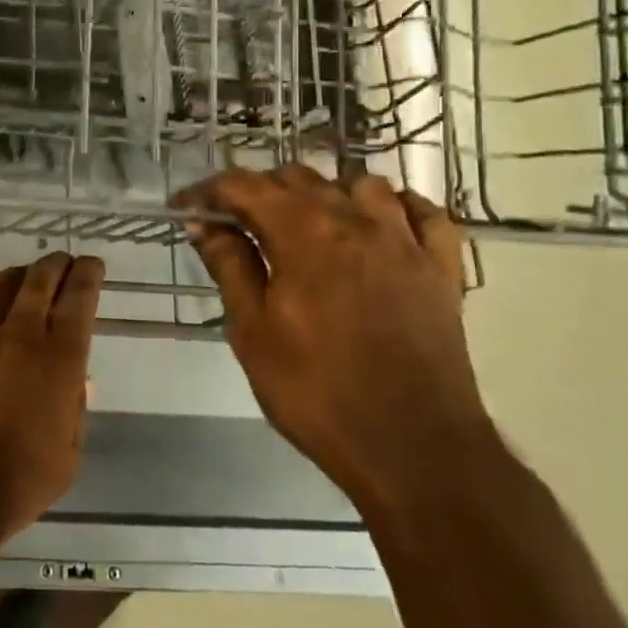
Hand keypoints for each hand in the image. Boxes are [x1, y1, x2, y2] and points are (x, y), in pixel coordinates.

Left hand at [0, 252, 101, 547]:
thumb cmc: (16, 482)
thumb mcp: (67, 456)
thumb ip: (74, 411)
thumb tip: (76, 382)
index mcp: (59, 360)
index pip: (79, 300)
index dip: (88, 275)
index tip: (92, 264)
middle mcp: (20, 335)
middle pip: (40, 281)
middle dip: (55, 265)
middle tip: (62, 261)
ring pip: (1, 287)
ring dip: (19, 276)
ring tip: (26, 275)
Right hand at [175, 168, 486, 511]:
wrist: (412, 449)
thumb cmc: (317, 391)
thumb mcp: (252, 331)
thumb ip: (229, 265)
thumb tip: (204, 224)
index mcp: (303, 231)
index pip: (243, 186)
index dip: (207, 191)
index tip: (185, 208)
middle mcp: (356, 218)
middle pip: (298, 177)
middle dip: (259, 192)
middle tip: (236, 225)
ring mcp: (406, 240)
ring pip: (360, 184)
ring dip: (326, 193)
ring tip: (308, 224)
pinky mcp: (442, 267)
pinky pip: (424, 212)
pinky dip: (397, 207)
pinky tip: (382, 224)